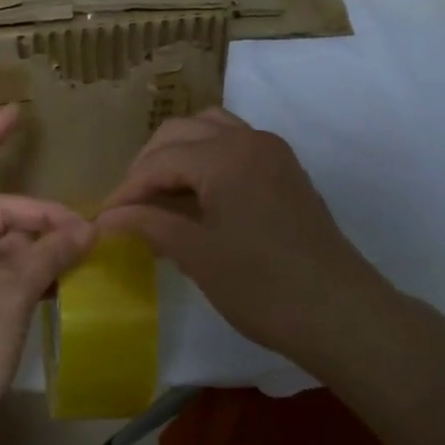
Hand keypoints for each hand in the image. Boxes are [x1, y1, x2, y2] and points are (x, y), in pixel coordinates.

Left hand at [0, 105, 93, 444]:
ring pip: (1, 246)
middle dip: (39, 218)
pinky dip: (28, 275)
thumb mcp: (8, 292)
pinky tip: (61, 283)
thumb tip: (84, 231)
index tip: (17, 114)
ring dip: (38, 249)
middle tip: (86, 236)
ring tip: (80, 259)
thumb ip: (47, 254)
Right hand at [96, 108, 414, 376]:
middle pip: (181, 132)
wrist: (340, 314)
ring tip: (159, 195)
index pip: (159, 160)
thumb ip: (149, 225)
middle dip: (148, 165)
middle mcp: (249, 140)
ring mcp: (272, 153)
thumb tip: (106, 218)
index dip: (127, 189)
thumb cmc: (262, 286)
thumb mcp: (197, 255)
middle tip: (129, 206)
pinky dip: (206, 159)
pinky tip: (196, 197)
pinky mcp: (285, 172)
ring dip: (178, 154)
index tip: (104, 219)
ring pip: (210, 130)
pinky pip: (234, 146)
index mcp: (224, 156)